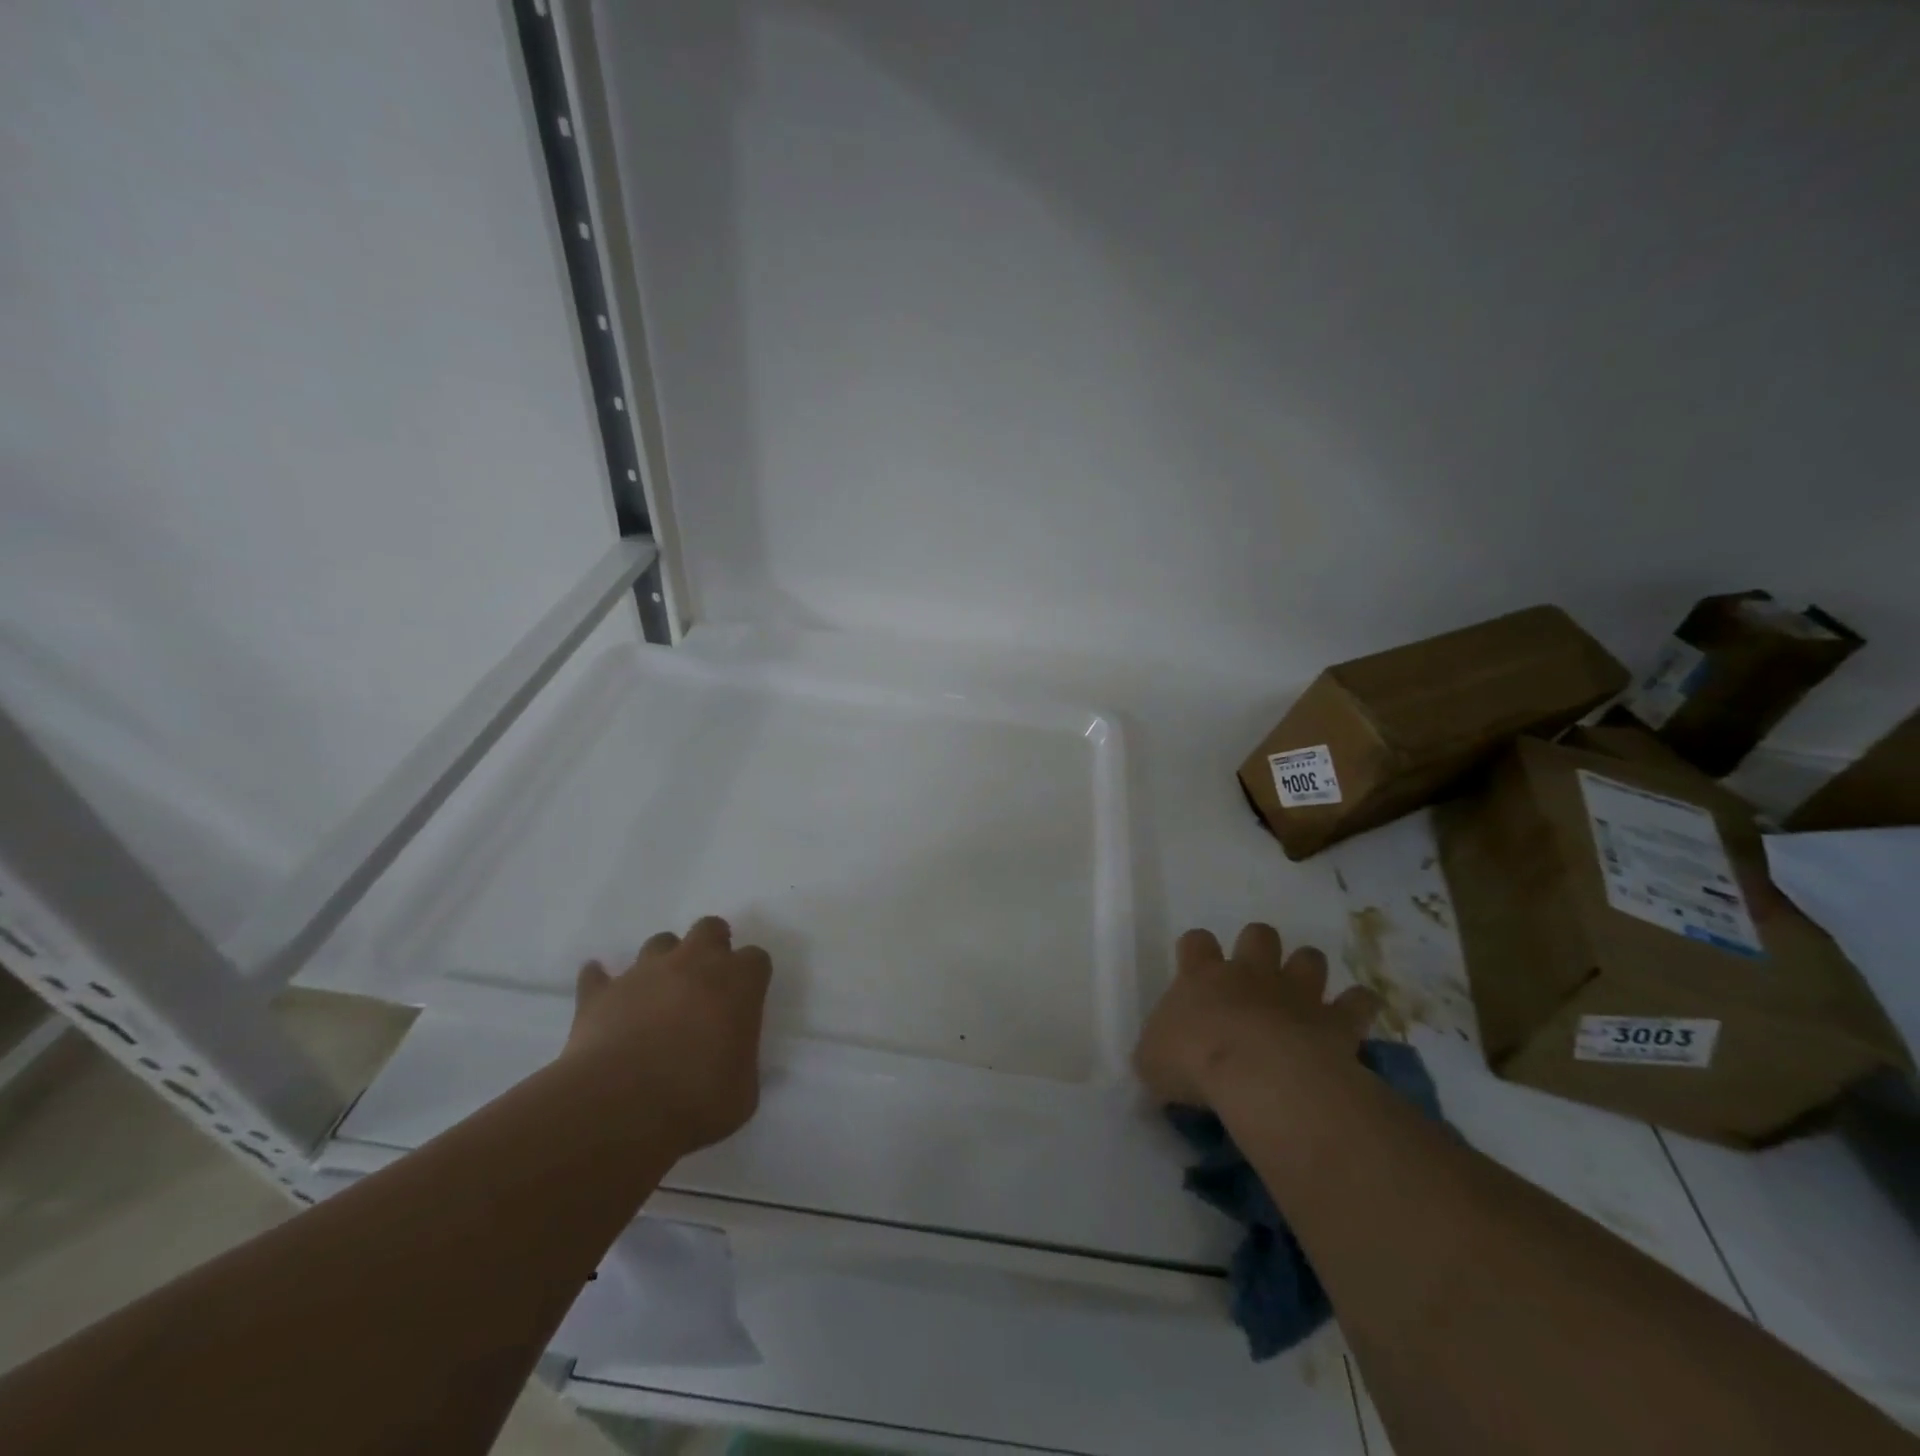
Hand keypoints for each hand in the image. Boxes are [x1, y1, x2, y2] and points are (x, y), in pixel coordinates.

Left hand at [565, 916, 772, 1155]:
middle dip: (711, 947)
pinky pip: (597, 976)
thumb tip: (731, 1059)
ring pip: (658, 943)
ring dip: (663, 962)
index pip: (756, 959)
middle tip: (706, 983)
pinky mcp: (600, 993)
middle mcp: (694, 963)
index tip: (745, 1001)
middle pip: (709, 929)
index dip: (751, 978)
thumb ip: (741, 1060)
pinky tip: (604, 1000)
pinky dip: (601, 983)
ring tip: (658, 995)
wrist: (618, 1110)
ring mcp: (644, 972)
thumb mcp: (743, 1092)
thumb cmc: (696, 1101)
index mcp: (738, 982)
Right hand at [1133, 923, 1377, 1106]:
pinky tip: (1355, 1016)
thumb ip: (1157, 1051)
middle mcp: (1249, 974)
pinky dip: (1358, 1006)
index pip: (1196, 942)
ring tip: (1305, 993)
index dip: (1197, 950)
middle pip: (1258, 935)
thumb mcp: (1151, 1061)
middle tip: (1255, 975)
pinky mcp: (1334, 1021)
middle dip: (1259, 947)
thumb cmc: (1193, 1063)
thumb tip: (1161, 1056)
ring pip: (1308, 958)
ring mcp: (1295, 992)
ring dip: (1307, 970)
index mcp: (1201, 976)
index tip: (1196, 966)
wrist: (1258, 1076)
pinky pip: (1357, 1002)